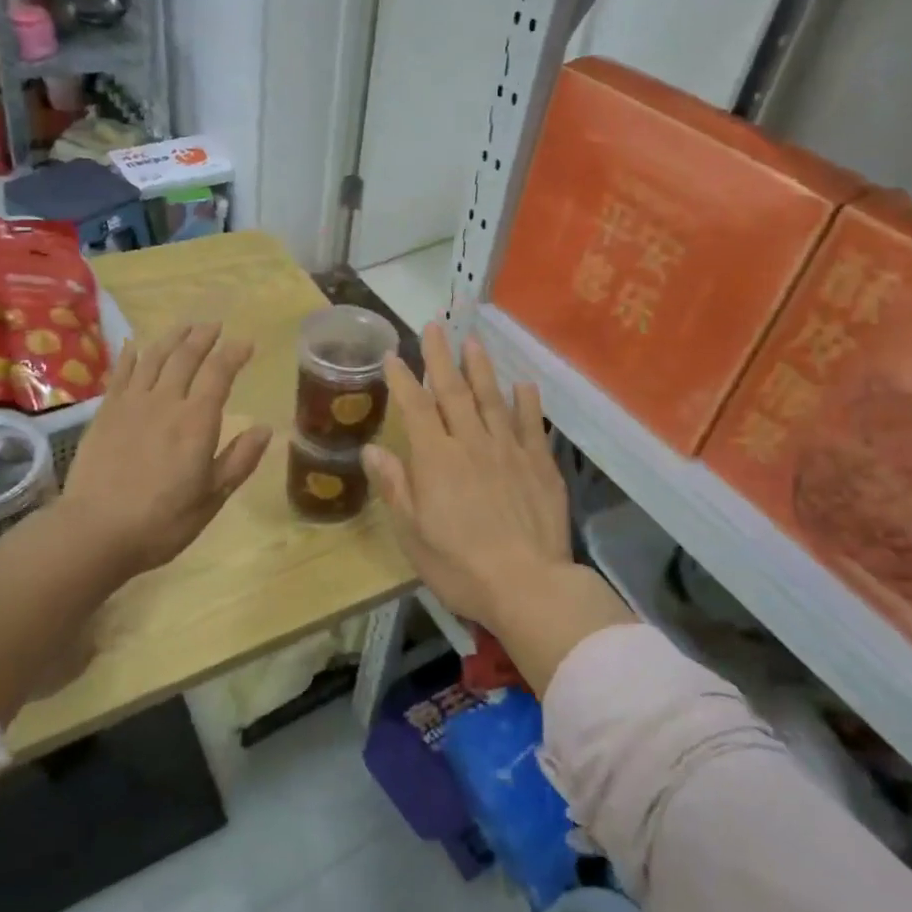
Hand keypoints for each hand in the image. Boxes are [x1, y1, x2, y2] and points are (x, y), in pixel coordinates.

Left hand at [61, 323, 270, 573]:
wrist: (95, 531)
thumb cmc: (162, 521)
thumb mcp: (212, 498)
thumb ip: (239, 460)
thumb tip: (265, 429)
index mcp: (197, 421)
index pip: (219, 374)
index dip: (234, 354)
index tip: (246, 343)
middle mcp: (165, 402)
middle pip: (186, 357)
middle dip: (203, 337)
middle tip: (215, 326)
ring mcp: (131, 404)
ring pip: (154, 357)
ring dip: (172, 338)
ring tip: (185, 327)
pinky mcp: (105, 412)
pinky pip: (121, 373)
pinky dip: (131, 354)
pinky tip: (136, 344)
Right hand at [363, 323, 571, 627]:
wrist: (527, 585)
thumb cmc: (459, 565)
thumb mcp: (413, 533)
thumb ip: (395, 486)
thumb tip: (372, 449)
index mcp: (436, 459)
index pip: (415, 407)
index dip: (402, 378)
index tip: (392, 355)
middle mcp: (471, 443)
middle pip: (453, 391)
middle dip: (440, 357)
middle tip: (434, 326)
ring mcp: (509, 450)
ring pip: (491, 398)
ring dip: (480, 368)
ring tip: (472, 341)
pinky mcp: (539, 464)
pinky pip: (530, 424)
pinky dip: (526, 401)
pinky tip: (523, 384)